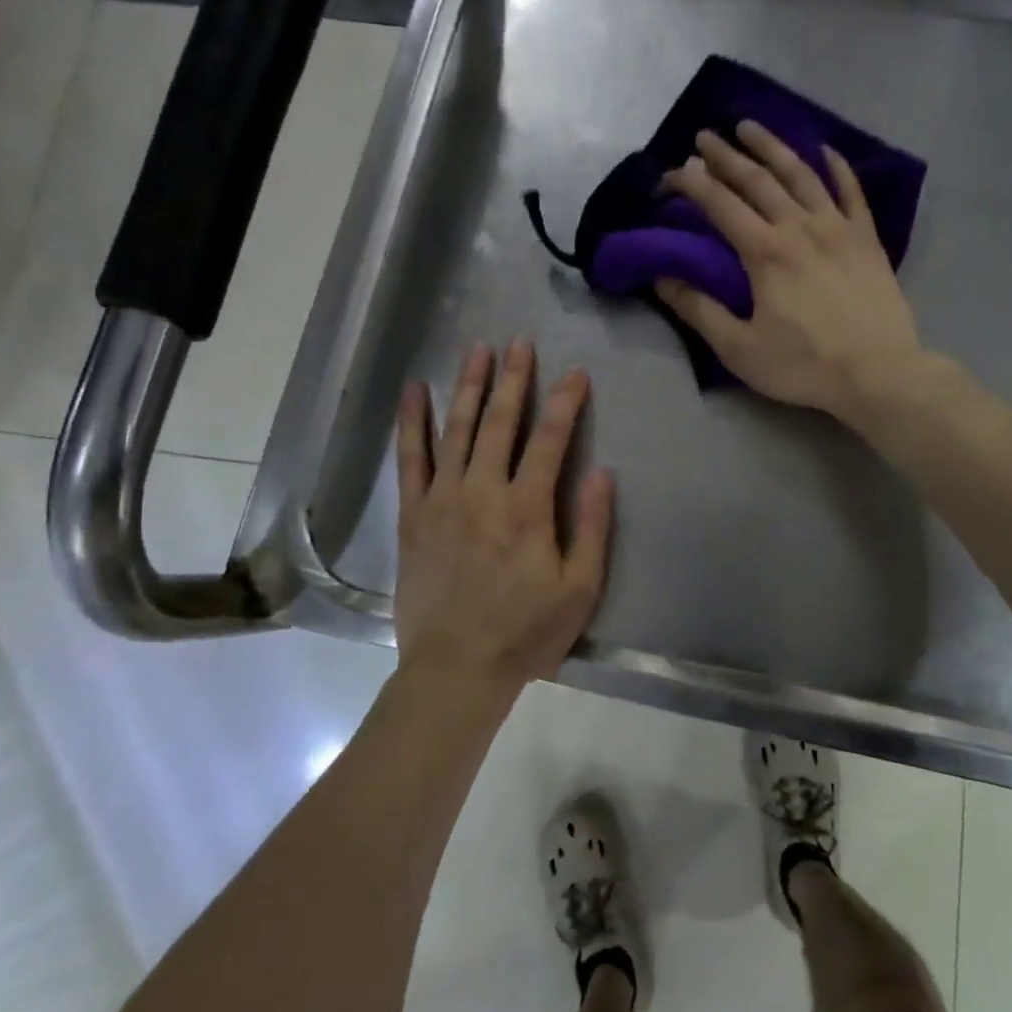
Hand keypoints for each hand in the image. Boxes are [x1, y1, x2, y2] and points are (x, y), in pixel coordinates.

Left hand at [393, 340, 614, 696]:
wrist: (456, 668)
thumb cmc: (526, 632)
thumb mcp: (579, 588)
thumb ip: (592, 527)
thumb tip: (601, 472)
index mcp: (527, 508)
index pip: (551, 439)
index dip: (565, 402)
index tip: (576, 372)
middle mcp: (483, 491)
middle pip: (500, 422)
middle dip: (513, 379)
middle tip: (519, 343)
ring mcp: (442, 499)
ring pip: (456, 429)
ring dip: (467, 386)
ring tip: (476, 350)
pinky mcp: (413, 515)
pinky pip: (410, 459)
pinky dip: (411, 422)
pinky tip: (414, 391)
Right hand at [656, 121, 925, 423]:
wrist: (879, 372)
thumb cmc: (805, 365)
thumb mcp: (740, 348)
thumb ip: (700, 311)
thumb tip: (663, 279)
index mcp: (765, 252)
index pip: (720, 204)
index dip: (692, 184)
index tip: (672, 172)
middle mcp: (799, 227)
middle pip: (757, 179)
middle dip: (726, 155)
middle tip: (704, 135)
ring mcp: (838, 227)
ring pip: (801, 173)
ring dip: (772, 146)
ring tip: (750, 126)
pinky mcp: (867, 238)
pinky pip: (851, 190)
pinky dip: (836, 166)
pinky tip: (825, 150)